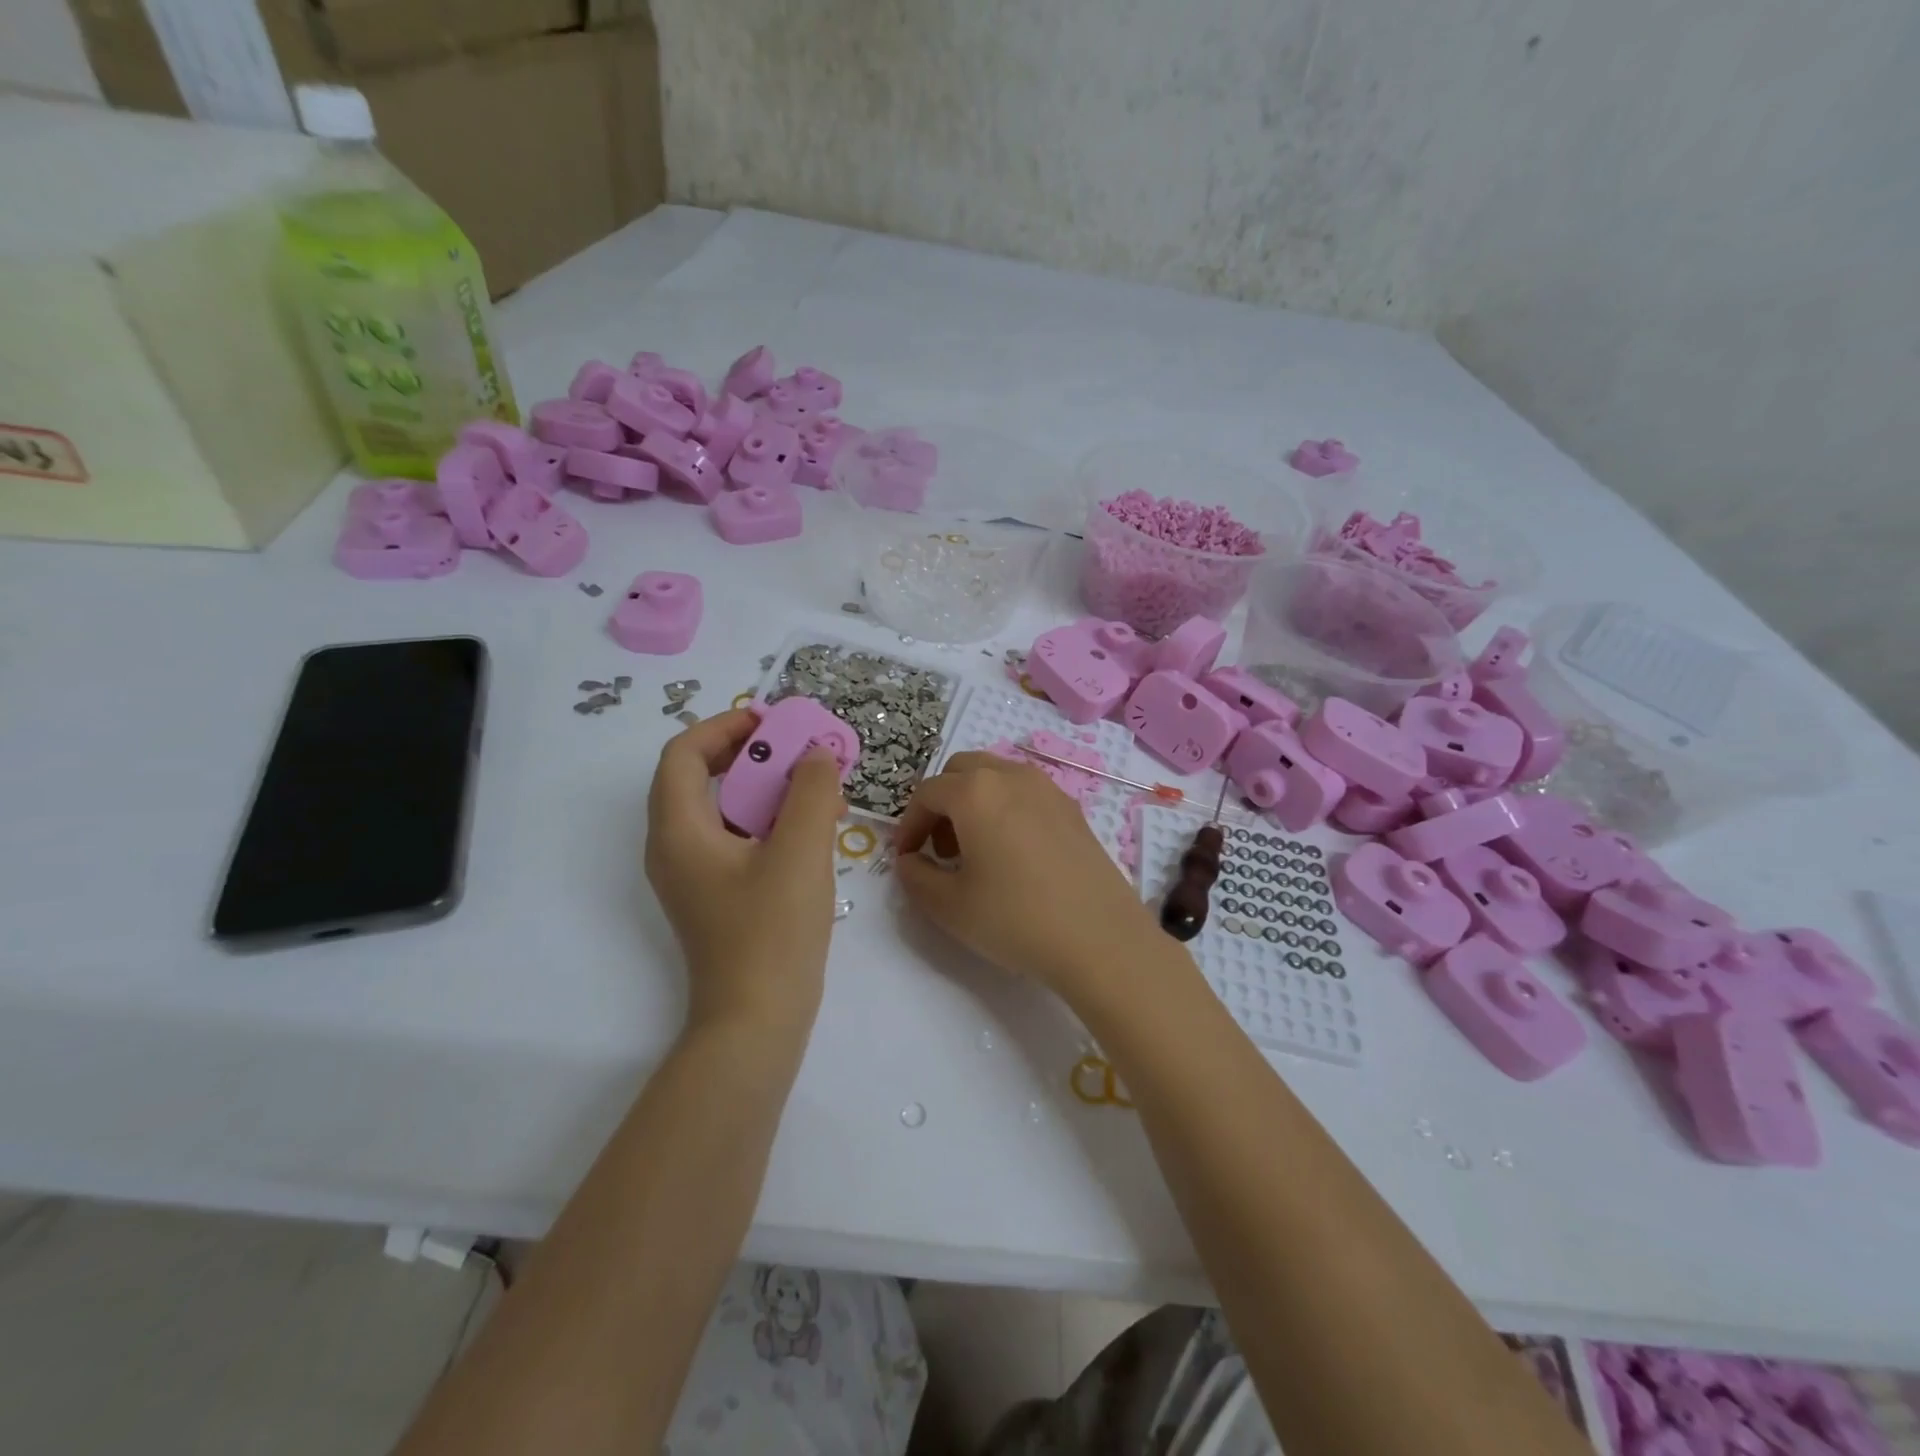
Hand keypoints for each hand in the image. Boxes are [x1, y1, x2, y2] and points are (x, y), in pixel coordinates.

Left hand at [645, 710, 846, 1038]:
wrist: (758, 1021)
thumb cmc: (772, 933)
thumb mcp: (799, 852)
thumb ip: (810, 792)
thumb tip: (815, 754)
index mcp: (678, 831)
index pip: (683, 754)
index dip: (725, 727)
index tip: (774, 722)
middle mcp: (675, 847)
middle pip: (702, 777)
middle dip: (754, 755)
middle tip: (802, 751)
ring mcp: (694, 875)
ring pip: (724, 809)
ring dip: (767, 788)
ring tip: (816, 786)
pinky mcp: (717, 894)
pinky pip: (737, 838)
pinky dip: (770, 821)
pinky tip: (813, 828)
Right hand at [892, 751, 1161, 997]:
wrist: (1102, 940)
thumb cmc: (1016, 919)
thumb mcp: (949, 906)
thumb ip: (915, 877)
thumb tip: (909, 860)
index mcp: (975, 792)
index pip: (926, 793)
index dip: (908, 825)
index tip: (906, 858)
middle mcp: (1012, 776)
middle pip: (961, 771)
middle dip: (941, 803)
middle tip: (939, 849)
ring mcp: (1048, 788)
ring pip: (996, 776)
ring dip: (973, 802)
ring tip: (975, 851)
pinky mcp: (1072, 808)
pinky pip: (1025, 793)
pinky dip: (1005, 808)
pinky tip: (1013, 854)